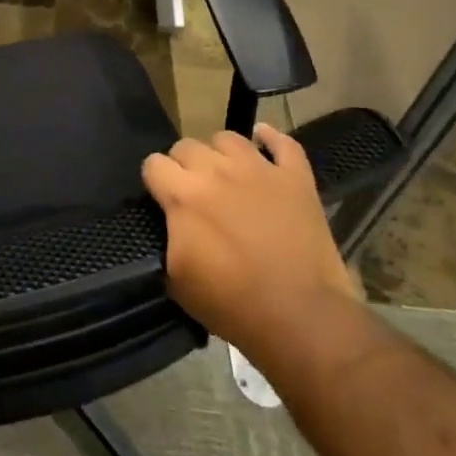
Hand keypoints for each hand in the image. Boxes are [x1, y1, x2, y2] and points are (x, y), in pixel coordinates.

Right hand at [142, 124, 358, 350]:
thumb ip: (167, 238)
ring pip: (228, 138)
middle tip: (194, 193)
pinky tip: (263, 143)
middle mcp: (217, 171)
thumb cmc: (232, 303)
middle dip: (183, 165)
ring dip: (220, 154)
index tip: (162, 200)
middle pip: (186, 145)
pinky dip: (271, 139)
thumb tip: (170, 223)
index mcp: (184, 195)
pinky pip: (283, 143)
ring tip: (226, 175)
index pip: (153, 164)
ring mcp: (260, 169)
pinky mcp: (296, 178)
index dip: (155, 181)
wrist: (301, 317)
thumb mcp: (177, 280)